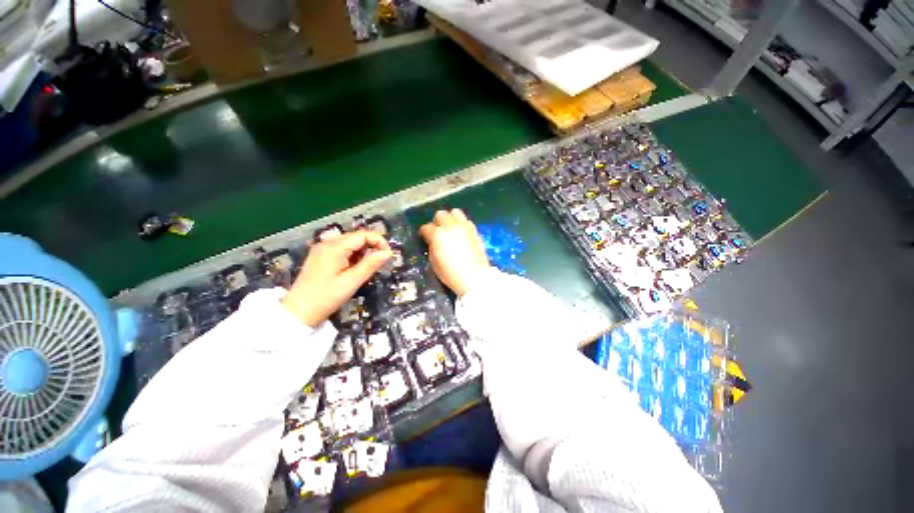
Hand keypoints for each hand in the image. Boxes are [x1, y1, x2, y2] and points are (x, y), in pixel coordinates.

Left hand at [282, 231, 391, 325]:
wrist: (298, 312)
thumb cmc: (326, 297)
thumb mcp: (352, 282)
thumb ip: (370, 264)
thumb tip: (388, 252)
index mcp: (334, 247)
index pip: (363, 234)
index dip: (379, 241)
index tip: (388, 255)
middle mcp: (328, 243)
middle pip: (357, 237)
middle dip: (372, 247)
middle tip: (379, 263)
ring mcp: (323, 248)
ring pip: (351, 243)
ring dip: (363, 252)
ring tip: (364, 269)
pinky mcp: (321, 255)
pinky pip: (343, 249)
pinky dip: (353, 256)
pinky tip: (353, 269)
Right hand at [420, 209, 490, 296]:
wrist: (475, 277)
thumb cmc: (451, 273)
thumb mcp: (434, 262)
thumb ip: (432, 247)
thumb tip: (433, 241)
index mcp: (438, 235)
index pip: (426, 227)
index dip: (424, 233)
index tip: (424, 237)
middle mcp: (451, 226)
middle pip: (441, 214)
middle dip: (437, 222)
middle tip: (438, 231)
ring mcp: (464, 227)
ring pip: (455, 212)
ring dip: (450, 218)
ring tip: (450, 228)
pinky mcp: (475, 230)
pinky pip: (466, 220)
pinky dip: (461, 224)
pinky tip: (461, 233)